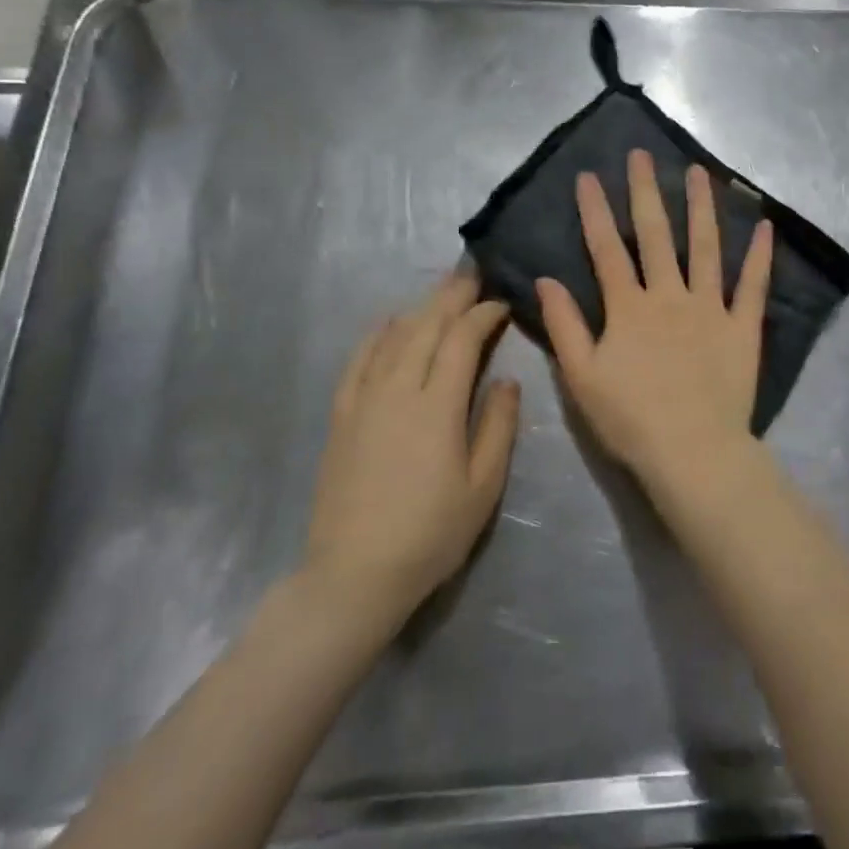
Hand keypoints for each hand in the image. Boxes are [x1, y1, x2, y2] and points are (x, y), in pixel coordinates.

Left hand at [301, 274, 519, 622]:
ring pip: (394, 338)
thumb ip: (498, 426)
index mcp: (437, 406)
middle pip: (426, 327)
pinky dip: (375, 335)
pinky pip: (357, 361)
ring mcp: (364, 401)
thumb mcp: (483, 487)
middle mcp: (397, 391)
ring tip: (441, 290)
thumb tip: (506, 381)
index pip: (461, 341)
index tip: (502, 302)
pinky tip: (388, 321)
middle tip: (472, 274)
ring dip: (420, 308)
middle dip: (452, 297)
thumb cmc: (430, 534)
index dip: (483, 315)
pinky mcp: (342, 417)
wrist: (354, 575)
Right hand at [537, 150, 772, 503]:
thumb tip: (546, 280)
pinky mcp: (742, 327)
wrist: (692, 452)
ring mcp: (710, 308)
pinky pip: (752, 286)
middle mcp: (670, 295)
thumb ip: (564, 326)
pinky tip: (765, 226)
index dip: (595, 211)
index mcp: (629, 308)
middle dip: (646, 192)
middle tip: (642, 155)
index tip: (588, 176)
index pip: (606, 249)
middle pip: (655, 235)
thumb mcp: (581, 377)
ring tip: (699, 172)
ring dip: (701, 208)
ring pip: (705, 248)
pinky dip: (759, 257)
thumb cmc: (630, 419)